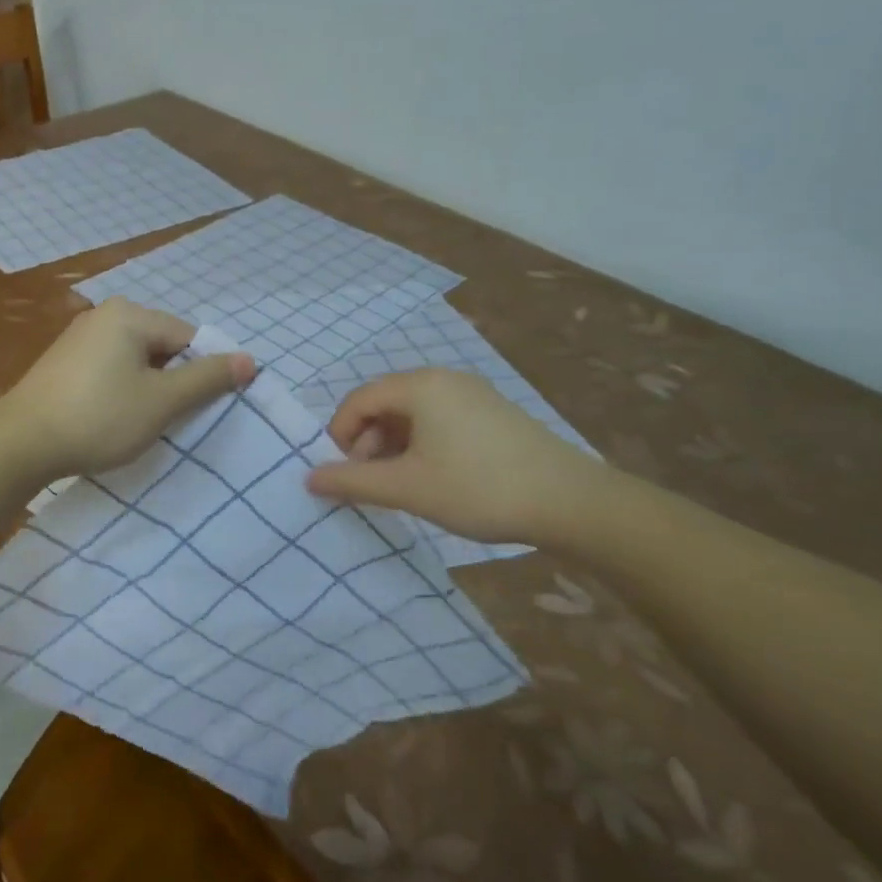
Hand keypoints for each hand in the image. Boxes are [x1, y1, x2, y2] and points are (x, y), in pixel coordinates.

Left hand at [0, 298, 255, 478]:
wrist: (21, 442)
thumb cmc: (99, 417)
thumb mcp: (161, 402)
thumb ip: (206, 379)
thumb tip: (249, 359)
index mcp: (131, 315)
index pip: (189, 337)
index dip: (204, 372)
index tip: (204, 409)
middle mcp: (105, 315)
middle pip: (162, 346)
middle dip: (174, 381)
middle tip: (174, 419)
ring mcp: (80, 337)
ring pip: (136, 360)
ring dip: (148, 389)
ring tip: (144, 423)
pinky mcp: (64, 361)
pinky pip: (110, 369)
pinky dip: (121, 390)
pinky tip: (114, 418)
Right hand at [305, 369, 608, 545]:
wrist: (572, 503)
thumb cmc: (479, 489)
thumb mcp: (407, 488)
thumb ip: (352, 481)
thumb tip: (309, 478)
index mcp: (419, 385)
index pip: (357, 400)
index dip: (339, 436)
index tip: (343, 474)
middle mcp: (443, 378)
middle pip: (384, 403)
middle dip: (367, 442)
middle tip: (372, 483)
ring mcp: (472, 392)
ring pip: (412, 413)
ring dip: (393, 446)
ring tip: (401, 484)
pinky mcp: (492, 412)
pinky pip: (439, 419)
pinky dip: (422, 444)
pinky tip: (434, 476)